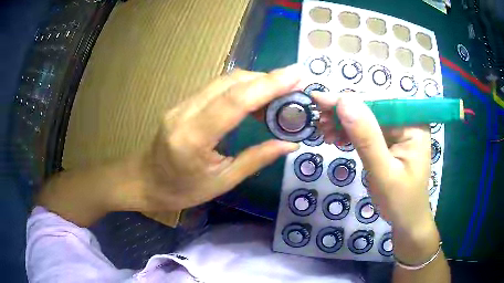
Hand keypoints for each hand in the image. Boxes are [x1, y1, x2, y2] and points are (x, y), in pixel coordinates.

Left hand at [131, 66, 300, 212]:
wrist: (144, 181)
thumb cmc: (180, 191)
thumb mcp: (222, 182)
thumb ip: (256, 159)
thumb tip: (289, 144)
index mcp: (193, 138)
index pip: (235, 101)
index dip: (269, 84)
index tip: (297, 75)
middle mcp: (185, 112)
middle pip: (231, 83)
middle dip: (267, 79)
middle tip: (295, 86)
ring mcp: (181, 104)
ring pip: (224, 82)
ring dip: (255, 83)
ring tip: (281, 95)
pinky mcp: (183, 103)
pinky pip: (216, 89)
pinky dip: (241, 89)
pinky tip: (256, 100)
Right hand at [313, 93, 439, 263]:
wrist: (406, 220)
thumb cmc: (401, 201)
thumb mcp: (384, 173)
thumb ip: (366, 138)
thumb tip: (344, 102)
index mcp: (413, 125)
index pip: (379, 103)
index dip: (348, 100)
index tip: (319, 99)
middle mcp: (407, 122)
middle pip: (371, 109)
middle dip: (343, 113)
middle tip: (318, 119)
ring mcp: (398, 131)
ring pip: (366, 118)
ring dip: (343, 123)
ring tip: (323, 130)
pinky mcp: (389, 140)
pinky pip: (367, 131)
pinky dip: (349, 133)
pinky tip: (335, 137)